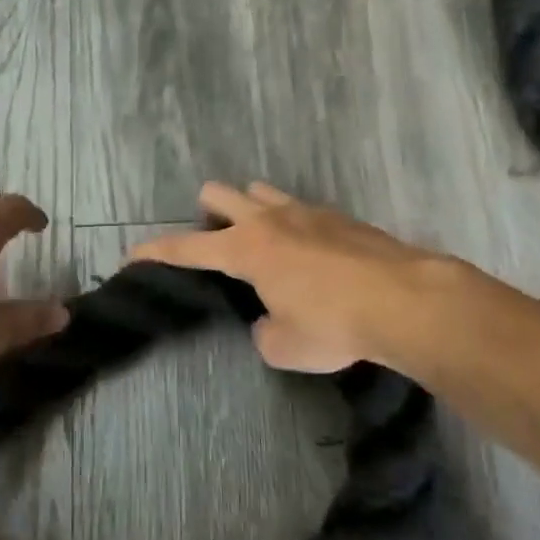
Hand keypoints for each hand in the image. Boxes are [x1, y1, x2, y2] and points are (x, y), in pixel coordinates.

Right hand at [130, 182, 446, 372]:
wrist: (406, 300)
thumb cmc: (334, 324)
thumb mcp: (285, 346)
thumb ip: (264, 331)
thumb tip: (268, 320)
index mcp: (245, 249)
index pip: (185, 247)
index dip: (155, 251)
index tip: (132, 253)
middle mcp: (268, 220)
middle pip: (218, 194)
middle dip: (205, 215)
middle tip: (216, 247)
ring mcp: (306, 211)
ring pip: (260, 192)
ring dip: (250, 211)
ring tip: (262, 246)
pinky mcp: (339, 216)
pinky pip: (300, 209)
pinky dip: (292, 225)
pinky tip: (310, 255)